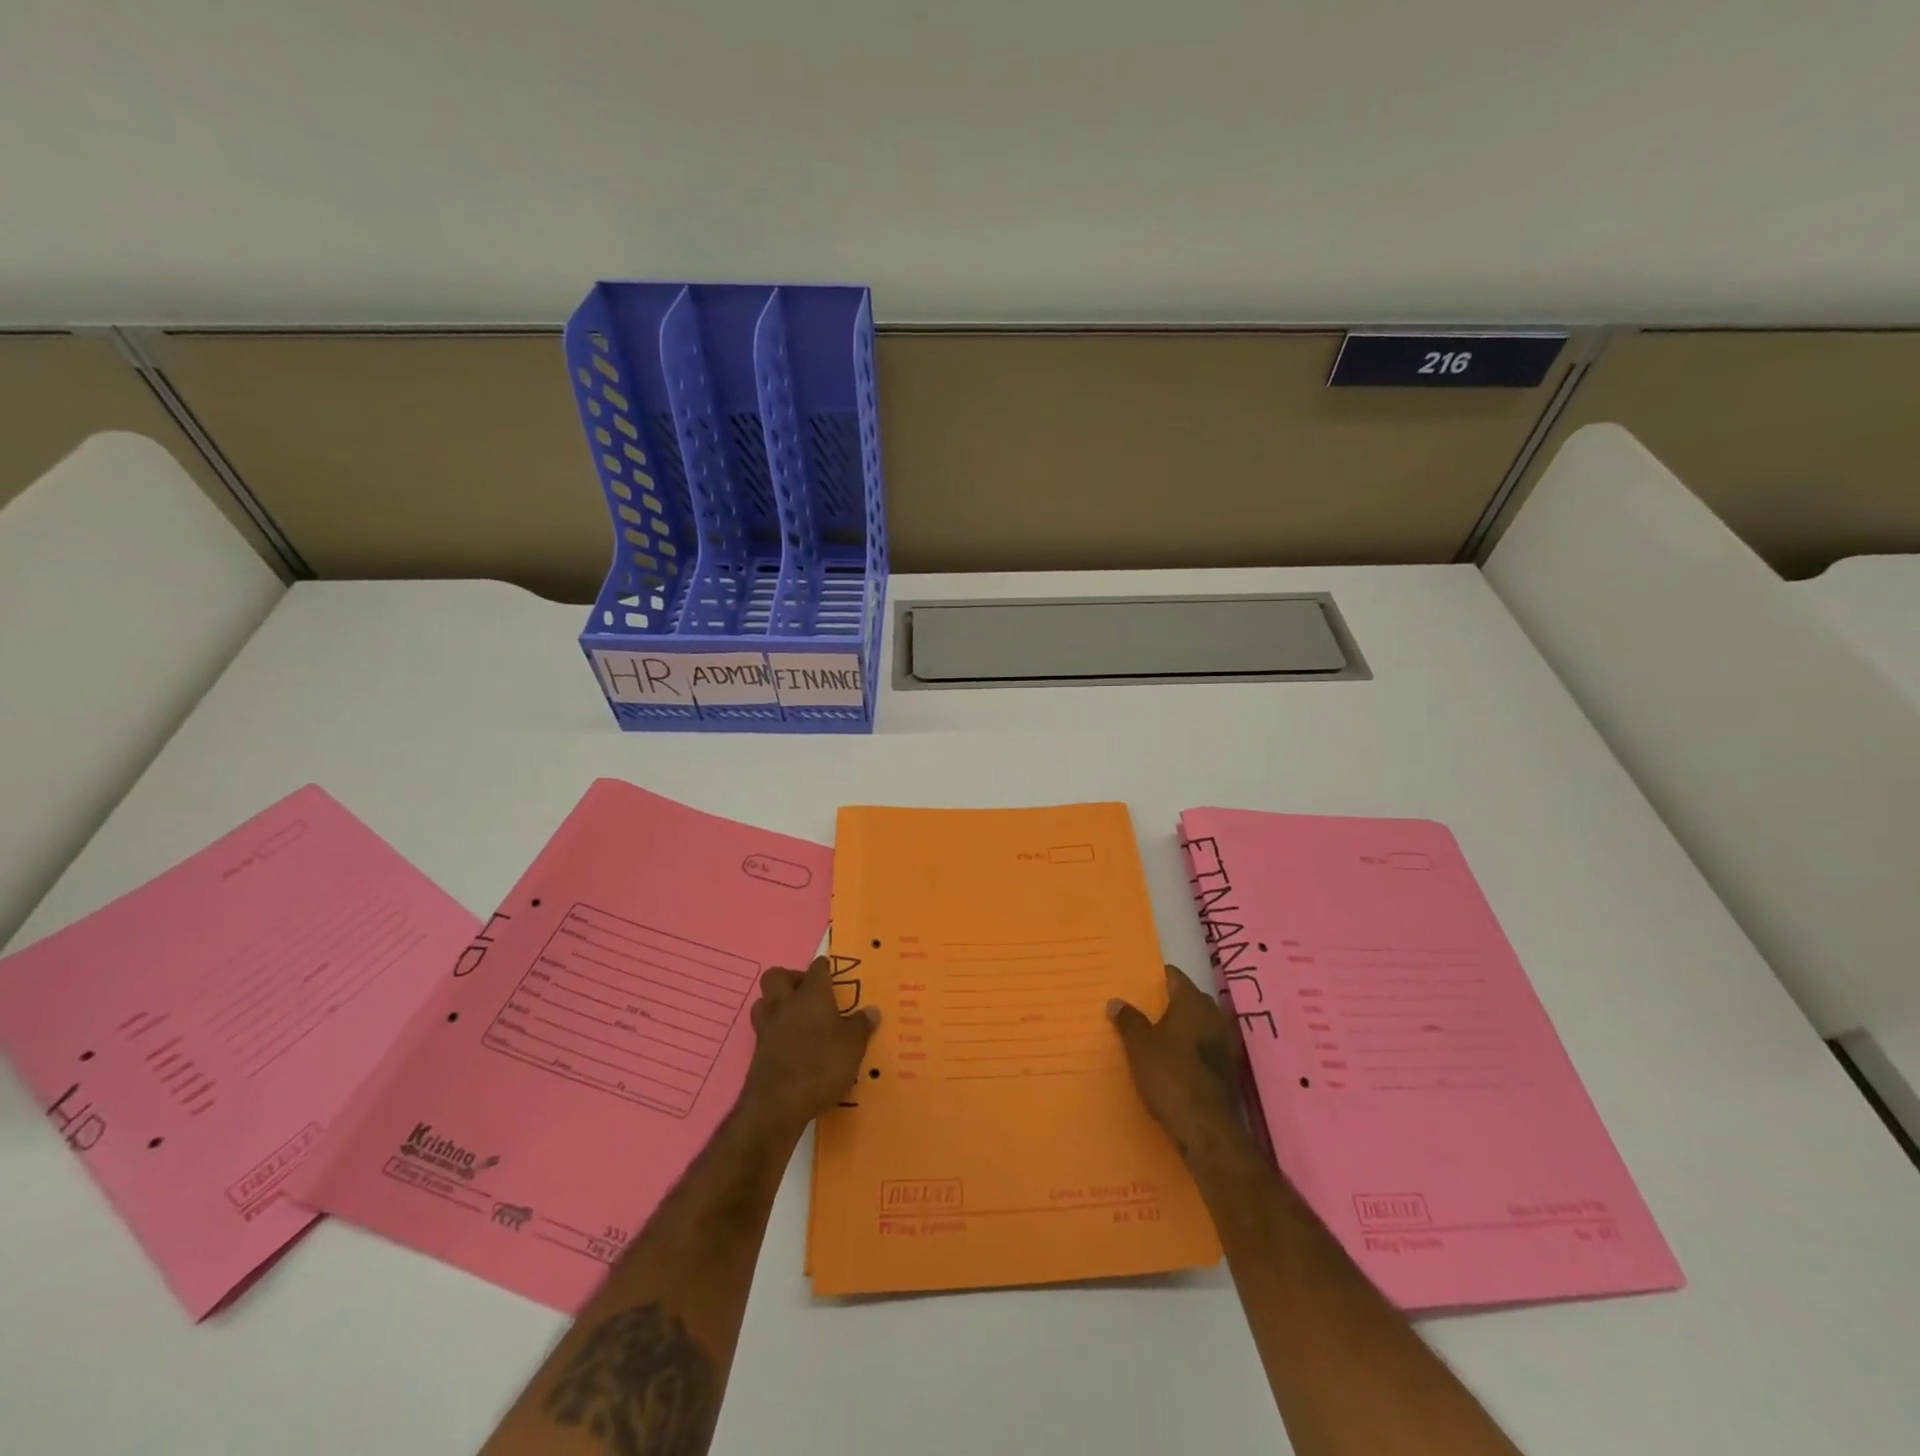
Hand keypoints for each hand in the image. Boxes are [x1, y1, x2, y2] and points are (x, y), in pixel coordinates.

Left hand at [739, 956, 877, 1137]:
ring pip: (763, 1000)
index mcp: (811, 995)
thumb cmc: (821, 1066)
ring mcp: (767, 1027)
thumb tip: (872, 1010)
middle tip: (809, 993)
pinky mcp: (757, 1050)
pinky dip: (774, 1029)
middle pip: (777, 975)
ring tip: (795, 1016)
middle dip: (791, 978)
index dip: (824, 967)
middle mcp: (786, 1004)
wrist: (778, 1105)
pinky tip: (789, 1043)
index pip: (817, 968)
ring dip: (776, 1002)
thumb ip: (862, 1026)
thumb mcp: (853, 1047)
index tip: (831, 972)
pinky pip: (762, 1028)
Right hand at [1109, 965, 1249, 1164]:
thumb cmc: (1170, 1076)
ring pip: (1202, 1023)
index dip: (1160, 977)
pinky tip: (1179, 1059)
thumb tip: (1116, 1001)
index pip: (1176, 977)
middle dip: (1173, 1001)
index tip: (1143, 981)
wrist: (1208, 1128)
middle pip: (1191, 999)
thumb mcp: (1140, 1046)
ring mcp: (1226, 1043)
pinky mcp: (1230, 1068)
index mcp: (1192, 1002)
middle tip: (1148, 1007)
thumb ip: (1129, 1021)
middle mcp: (1214, 1015)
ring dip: (1185, 1026)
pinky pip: (1208, 1047)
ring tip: (1161, 1033)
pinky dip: (1194, 1048)